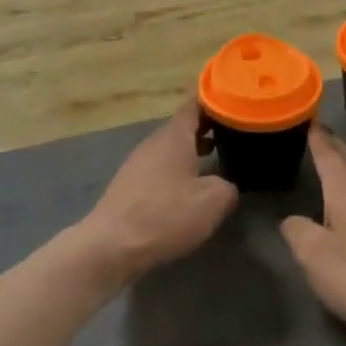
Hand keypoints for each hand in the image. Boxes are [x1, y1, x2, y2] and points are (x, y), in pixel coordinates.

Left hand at [79, 99, 237, 281]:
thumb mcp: (213, 201)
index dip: (214, 100)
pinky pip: (159, 169)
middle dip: (207, 128)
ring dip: (192, 151)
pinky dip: (177, 171)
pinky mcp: (128, 186)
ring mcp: (137, 164)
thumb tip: (226, 184)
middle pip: (182, 127)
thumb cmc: (166, 215)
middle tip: (234, 133)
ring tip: (217, 159)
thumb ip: (228, 186)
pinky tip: (188, 189)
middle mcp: (153, 143)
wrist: (111, 245)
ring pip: (170, 149)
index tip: (234, 100)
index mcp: (174, 136)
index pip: (194, 104)